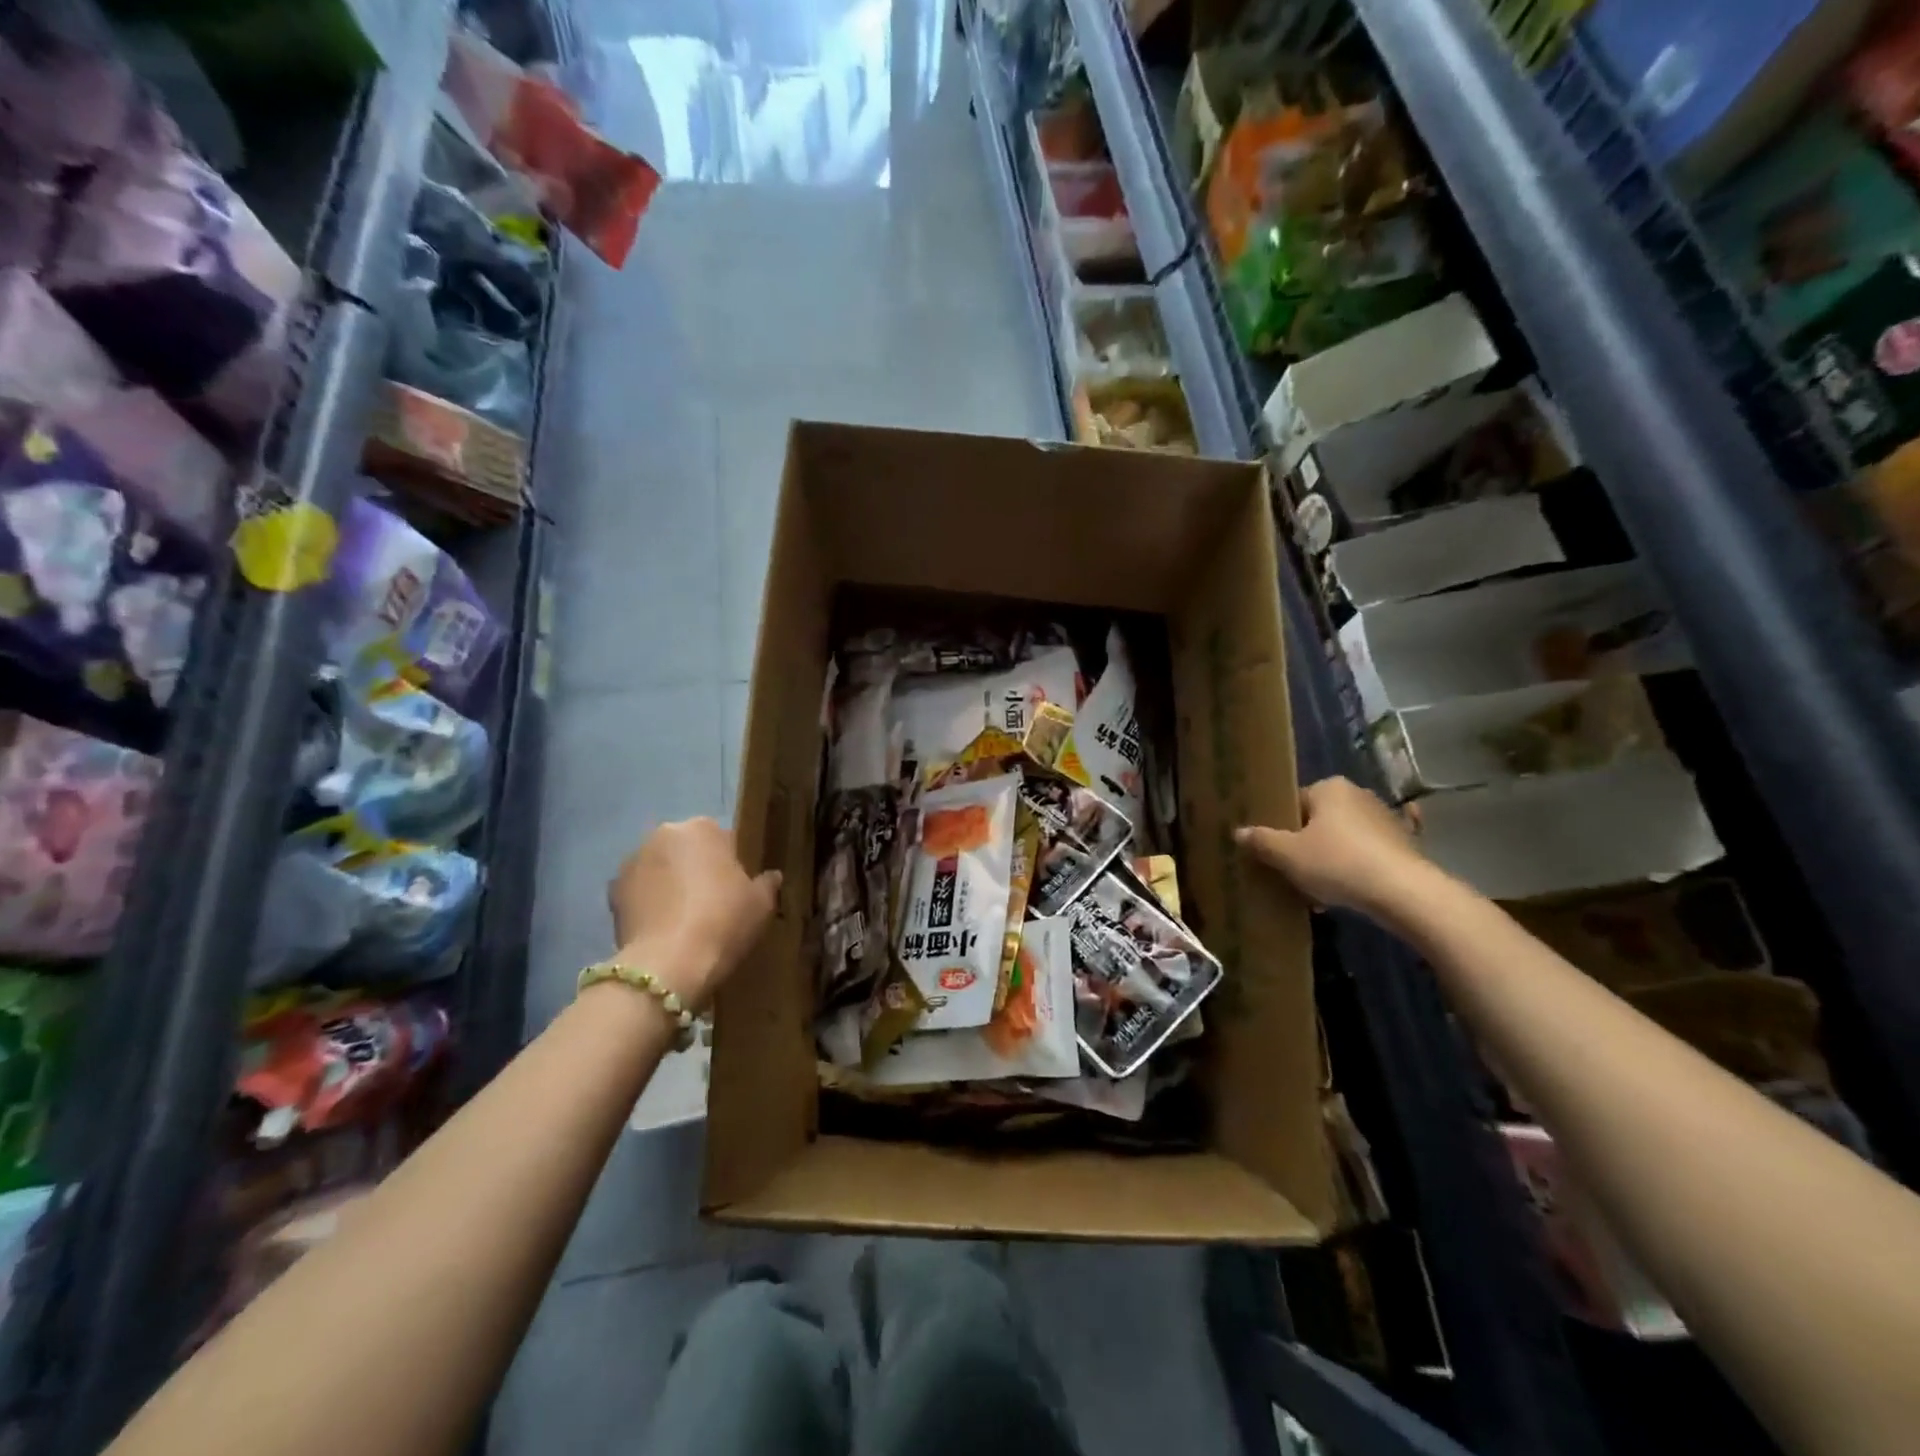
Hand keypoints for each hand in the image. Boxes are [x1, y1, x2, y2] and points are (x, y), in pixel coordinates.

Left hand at [607, 819, 781, 1011]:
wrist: (668, 964)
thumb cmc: (723, 922)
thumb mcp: (760, 905)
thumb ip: (767, 884)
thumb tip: (771, 876)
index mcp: (703, 828)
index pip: (724, 840)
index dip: (732, 866)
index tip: (737, 891)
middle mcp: (664, 834)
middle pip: (687, 850)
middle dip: (696, 869)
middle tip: (711, 905)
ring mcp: (632, 861)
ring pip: (660, 868)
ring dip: (669, 884)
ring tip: (682, 920)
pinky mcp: (611, 892)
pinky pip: (639, 892)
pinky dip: (647, 904)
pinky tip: (661, 930)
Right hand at [1236, 777, 1438, 921]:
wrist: (1404, 893)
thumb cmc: (1338, 863)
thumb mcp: (1287, 855)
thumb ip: (1261, 841)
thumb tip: (1238, 832)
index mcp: (1329, 788)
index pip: (1294, 802)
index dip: (1280, 828)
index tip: (1274, 852)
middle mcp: (1359, 794)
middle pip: (1320, 820)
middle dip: (1307, 845)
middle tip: (1293, 872)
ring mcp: (1387, 819)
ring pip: (1345, 838)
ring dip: (1332, 859)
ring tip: (1320, 890)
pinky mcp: (1406, 845)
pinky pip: (1370, 853)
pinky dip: (1359, 867)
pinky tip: (1350, 889)